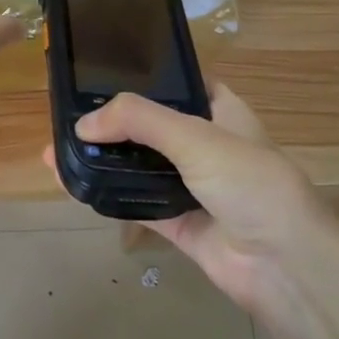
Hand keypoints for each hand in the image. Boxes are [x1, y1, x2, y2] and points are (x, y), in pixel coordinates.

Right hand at [54, 85, 338, 314]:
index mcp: (223, 113)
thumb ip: (139, 121)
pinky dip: (109, 195)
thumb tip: (82, 125)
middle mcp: (207, 146)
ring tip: (57, 151)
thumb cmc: (250, 183)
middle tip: (66, 116)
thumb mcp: (197, 138)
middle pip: (152, 127)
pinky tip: (74, 185)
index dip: (147, 76)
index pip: (182, 84)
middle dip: (113, 123)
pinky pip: (137, 203)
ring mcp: (192, 186)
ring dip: (104, 160)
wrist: (282, 265)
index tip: (102, 72)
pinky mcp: (179, 223)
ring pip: (140, 166)